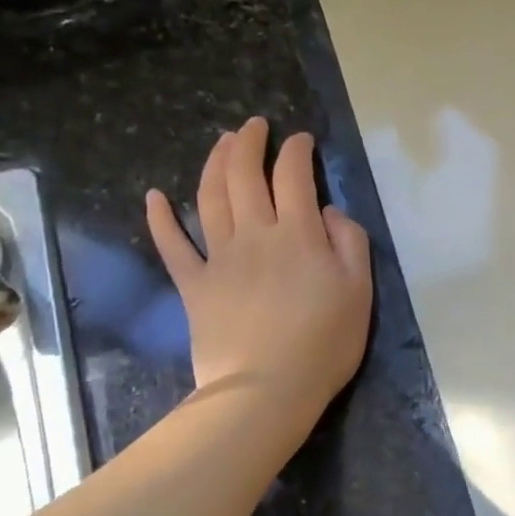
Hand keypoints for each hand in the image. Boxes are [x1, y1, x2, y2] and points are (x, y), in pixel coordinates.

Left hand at [145, 118, 372, 417]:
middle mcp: (255, 235)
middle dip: (250, 143)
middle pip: (245, 176)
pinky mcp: (194, 285)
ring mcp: (219, 258)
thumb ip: (350, 243)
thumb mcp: (359, 292)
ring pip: (210, 198)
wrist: (266, 390)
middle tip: (254, 125)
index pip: (294, 177)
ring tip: (222, 143)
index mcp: (298, 235)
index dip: (296, 151)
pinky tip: (155, 196)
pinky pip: (173, 246)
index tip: (301, 139)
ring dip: (215, 163)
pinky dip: (161, 218)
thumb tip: (328, 212)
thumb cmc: (324, 343)